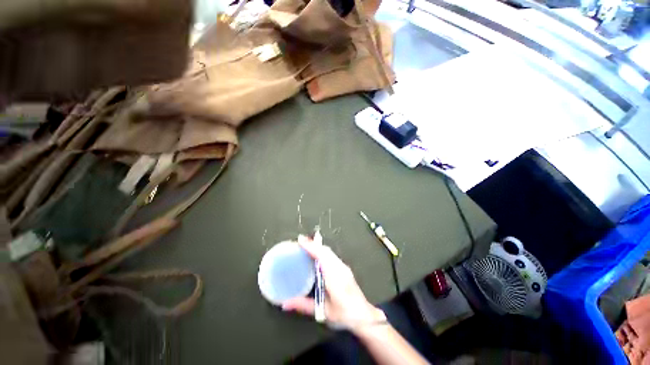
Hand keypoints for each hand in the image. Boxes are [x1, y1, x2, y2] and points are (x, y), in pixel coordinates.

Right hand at [282, 239, 385, 331]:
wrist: (364, 316)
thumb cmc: (344, 314)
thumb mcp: (323, 311)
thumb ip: (304, 305)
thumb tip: (284, 303)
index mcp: (334, 277)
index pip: (322, 256)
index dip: (311, 246)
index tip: (300, 240)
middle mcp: (340, 268)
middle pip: (325, 250)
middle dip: (313, 243)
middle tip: (300, 241)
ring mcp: (343, 267)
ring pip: (329, 251)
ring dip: (317, 246)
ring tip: (306, 245)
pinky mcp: (344, 268)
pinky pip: (331, 255)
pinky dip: (322, 251)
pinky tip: (317, 254)